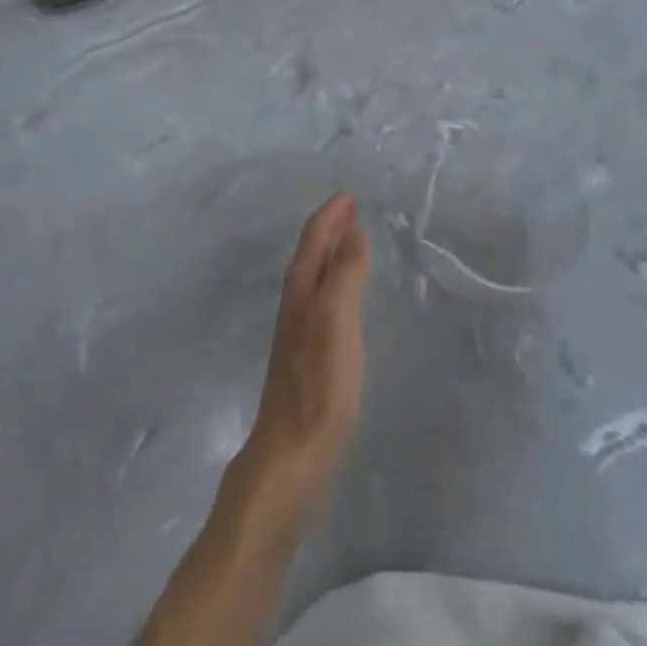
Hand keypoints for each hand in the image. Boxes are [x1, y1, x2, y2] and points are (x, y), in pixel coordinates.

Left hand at [241, 193, 370, 514]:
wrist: (293, 450)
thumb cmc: (318, 380)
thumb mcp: (337, 318)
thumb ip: (346, 273)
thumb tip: (353, 231)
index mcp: (301, 287)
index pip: (314, 236)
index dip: (331, 214)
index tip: (350, 195)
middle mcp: (296, 301)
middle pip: (312, 252)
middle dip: (331, 227)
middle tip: (353, 210)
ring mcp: (299, 329)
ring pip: (315, 274)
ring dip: (332, 252)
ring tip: (353, 241)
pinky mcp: (308, 354)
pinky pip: (323, 298)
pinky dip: (336, 280)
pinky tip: (347, 296)